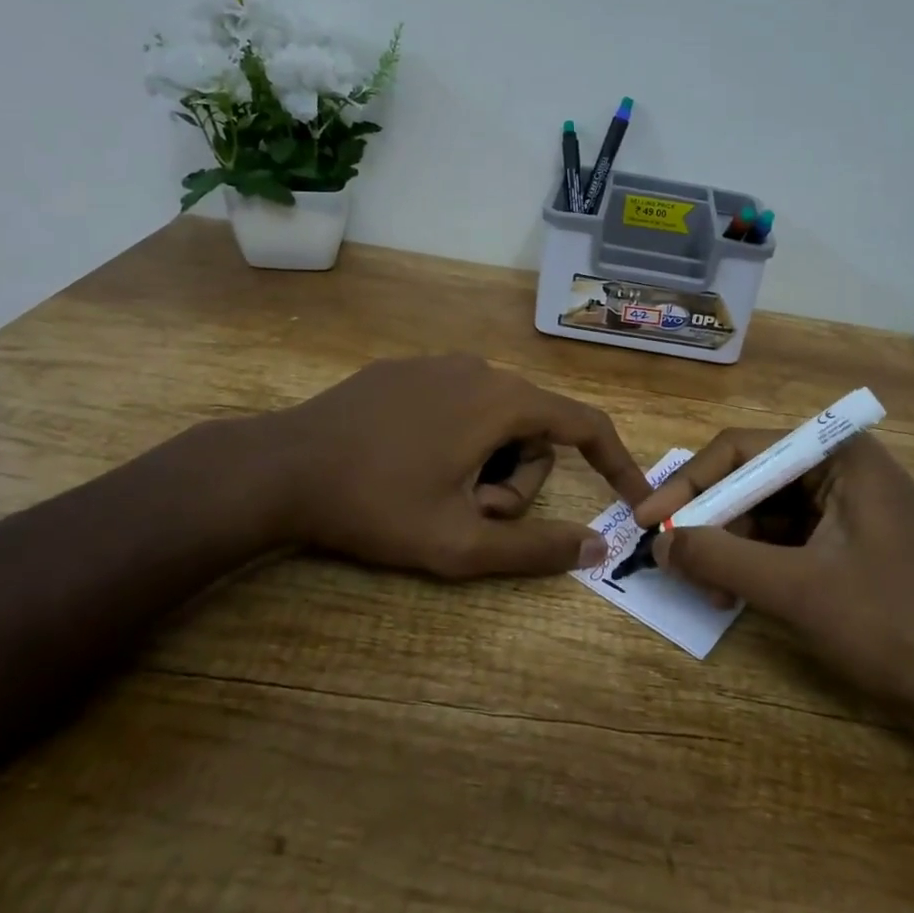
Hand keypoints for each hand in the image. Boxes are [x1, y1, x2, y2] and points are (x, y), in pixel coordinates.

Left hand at [254, 355, 650, 577]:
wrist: (280, 468)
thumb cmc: (376, 506)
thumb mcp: (459, 543)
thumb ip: (536, 549)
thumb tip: (599, 547)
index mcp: (503, 401)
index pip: (584, 425)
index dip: (616, 462)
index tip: (633, 496)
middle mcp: (480, 369)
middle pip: (534, 430)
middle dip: (516, 480)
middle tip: (470, 516)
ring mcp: (439, 364)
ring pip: (496, 418)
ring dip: (485, 464)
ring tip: (436, 495)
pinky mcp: (405, 370)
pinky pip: (459, 404)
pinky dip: (457, 440)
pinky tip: (409, 466)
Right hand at [631, 431, 913, 717]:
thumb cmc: (896, 628)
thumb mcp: (798, 590)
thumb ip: (720, 559)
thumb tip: (660, 542)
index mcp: (840, 456)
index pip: (743, 449)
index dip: (689, 485)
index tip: (648, 521)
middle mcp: (844, 471)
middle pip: (754, 480)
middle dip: (711, 521)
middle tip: (674, 562)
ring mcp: (852, 512)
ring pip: (768, 514)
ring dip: (731, 546)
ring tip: (706, 589)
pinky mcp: (853, 549)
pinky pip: (788, 542)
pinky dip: (757, 565)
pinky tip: (735, 594)